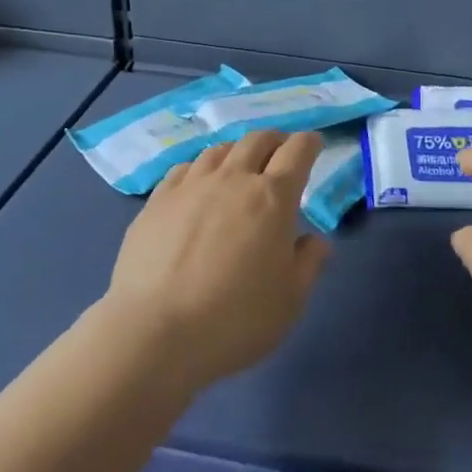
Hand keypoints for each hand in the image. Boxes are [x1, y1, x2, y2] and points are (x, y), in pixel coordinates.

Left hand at [102, 129, 330, 392]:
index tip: (313, 144)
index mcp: (273, 198)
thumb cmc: (236, 319)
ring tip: (239, 166)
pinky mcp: (157, 200)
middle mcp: (233, 179)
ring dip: (237, 151)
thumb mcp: (290, 300)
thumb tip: (315, 240)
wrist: (156, 331)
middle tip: (280, 150)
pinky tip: (198, 183)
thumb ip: (309, 263)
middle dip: (275, 139)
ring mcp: (190, 186)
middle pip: (257, 140)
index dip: (309, 143)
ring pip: (219, 150)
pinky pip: (185, 168)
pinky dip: (201, 168)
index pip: (297, 151)